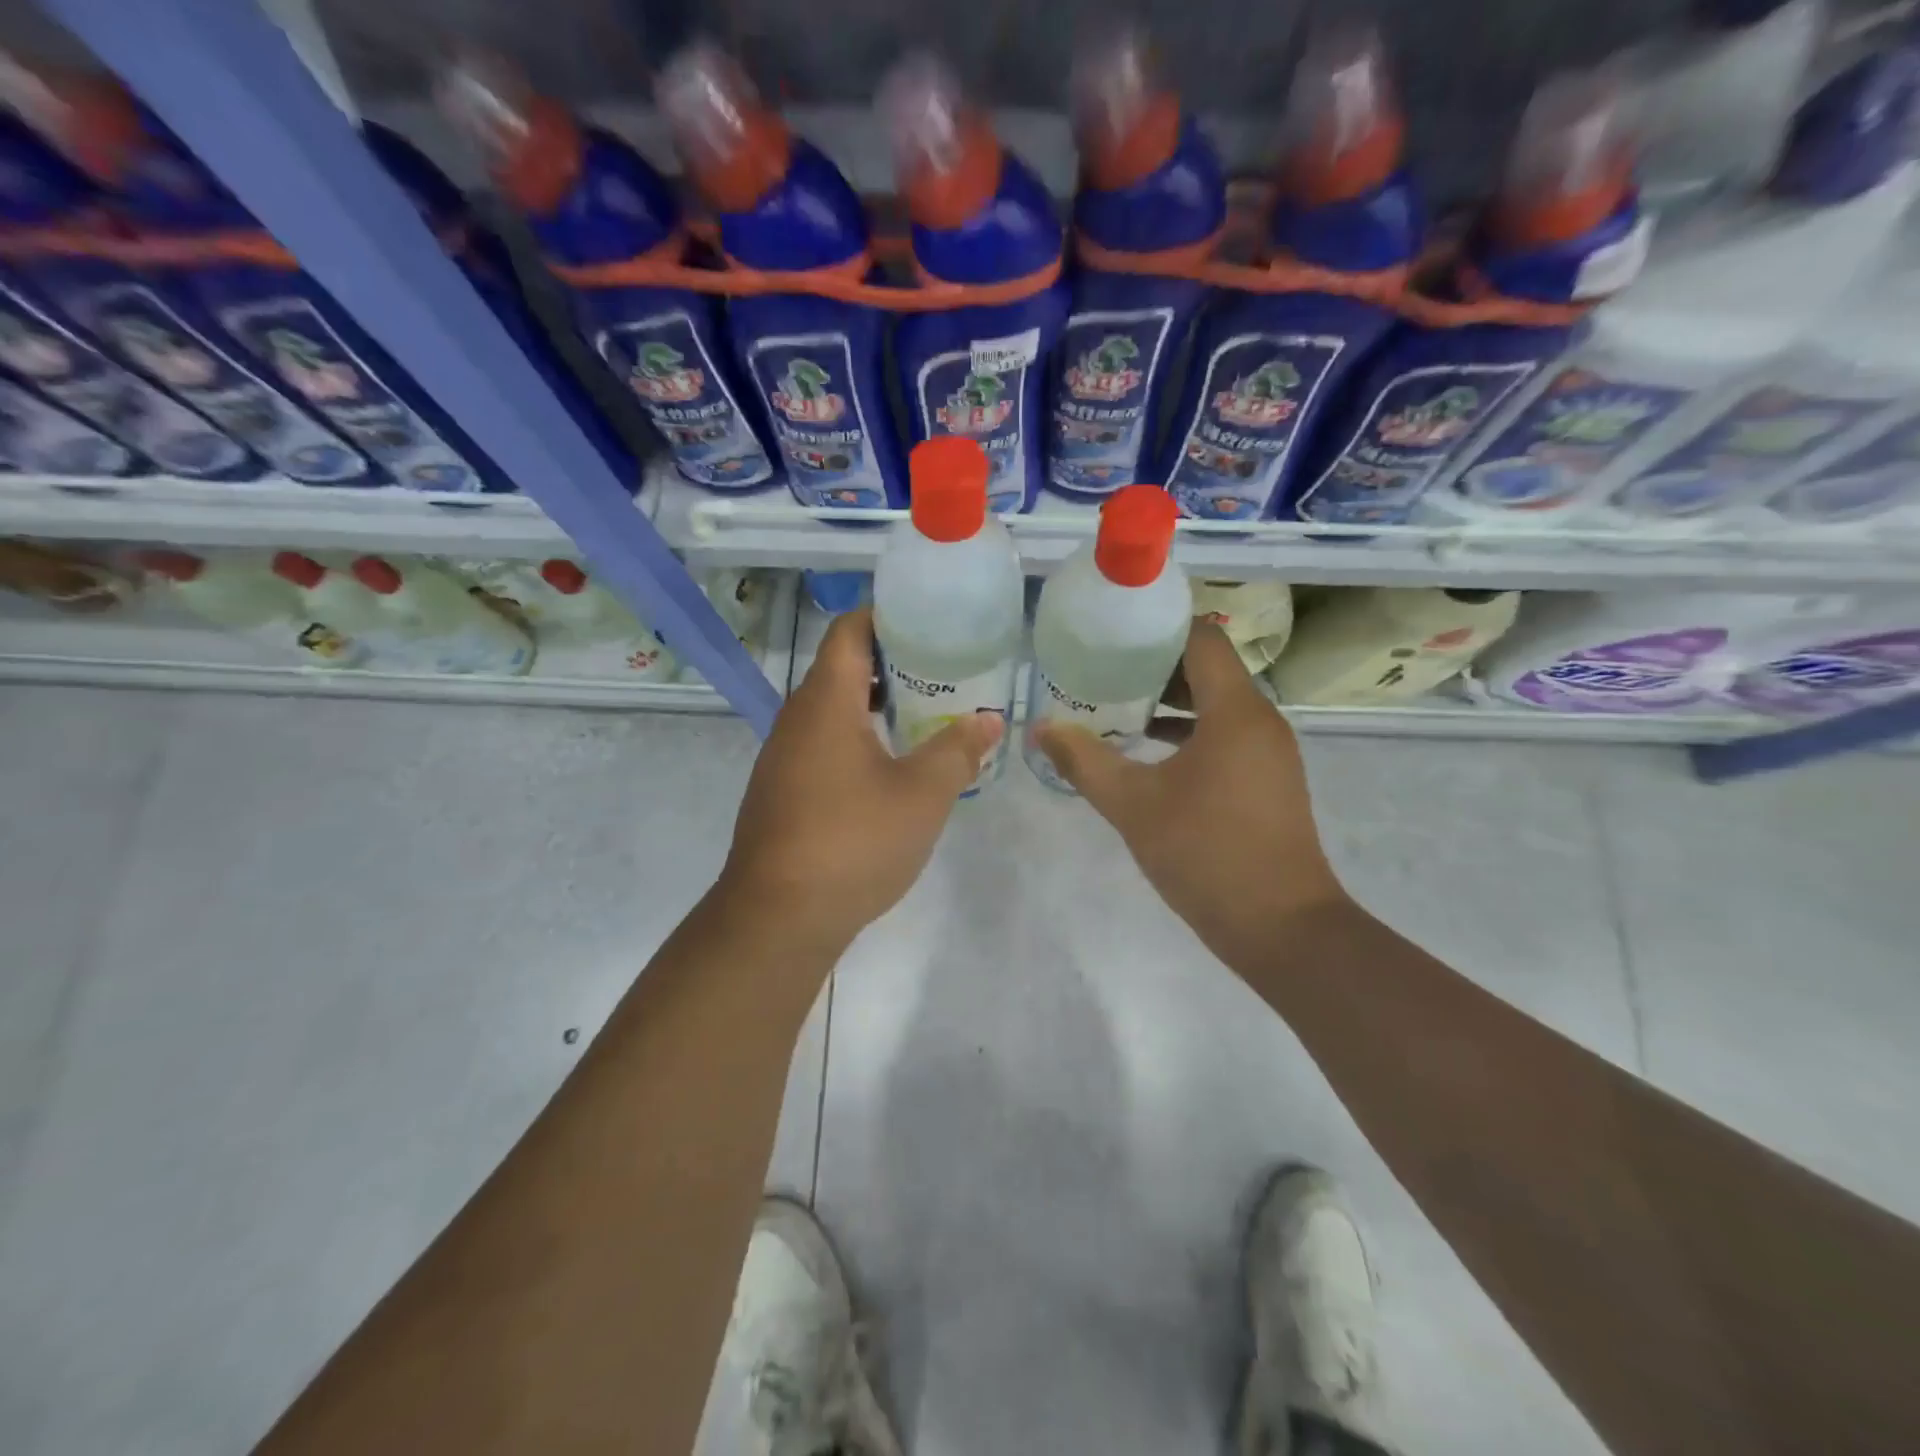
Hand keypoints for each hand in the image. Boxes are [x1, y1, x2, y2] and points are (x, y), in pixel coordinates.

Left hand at [718, 606, 1001, 954]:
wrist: (778, 917)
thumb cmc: (853, 842)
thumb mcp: (921, 795)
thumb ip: (958, 750)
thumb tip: (990, 719)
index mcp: (826, 703)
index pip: (849, 631)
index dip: (886, 615)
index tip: (929, 620)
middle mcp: (797, 719)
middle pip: (841, 667)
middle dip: (891, 662)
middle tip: (942, 668)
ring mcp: (784, 757)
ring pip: (832, 710)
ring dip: (875, 703)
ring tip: (925, 712)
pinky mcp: (782, 790)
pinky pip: (823, 743)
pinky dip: (858, 737)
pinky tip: (891, 765)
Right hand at [1033, 621, 1347, 970]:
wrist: (1281, 928)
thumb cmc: (1206, 853)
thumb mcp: (1133, 804)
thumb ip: (1084, 760)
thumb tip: (1040, 728)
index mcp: (1235, 711)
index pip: (1202, 639)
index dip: (1159, 628)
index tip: (1113, 632)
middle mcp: (1260, 721)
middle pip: (1209, 669)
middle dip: (1156, 666)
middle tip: (1102, 668)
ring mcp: (1269, 753)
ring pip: (1217, 705)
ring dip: (1171, 702)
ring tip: (1117, 705)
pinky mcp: (1268, 781)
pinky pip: (1226, 736)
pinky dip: (1190, 732)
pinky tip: (1149, 753)